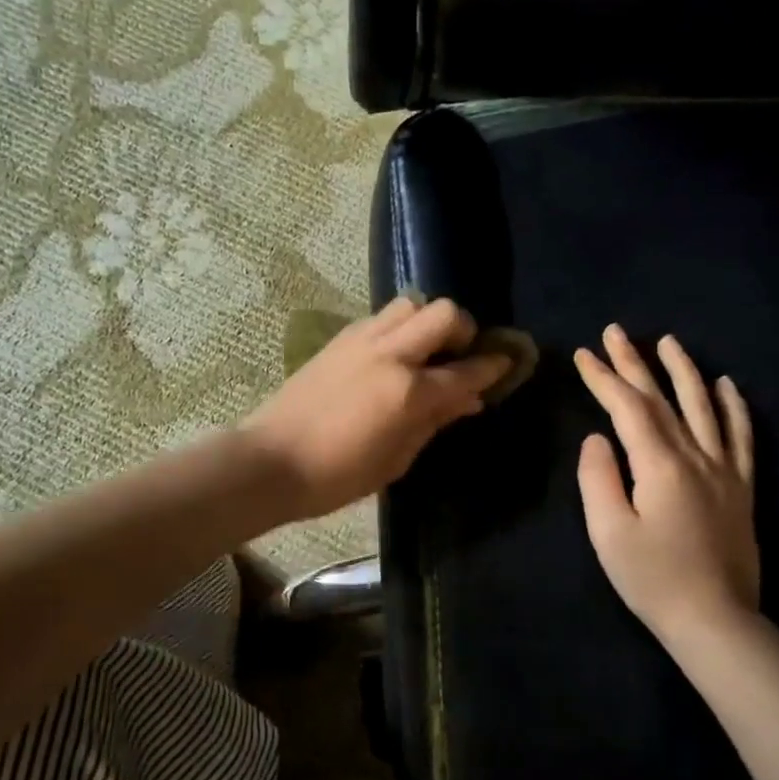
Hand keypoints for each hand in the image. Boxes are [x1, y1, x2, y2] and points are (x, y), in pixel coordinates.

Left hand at [242, 295, 510, 519]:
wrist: (271, 460)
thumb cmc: (338, 475)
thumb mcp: (397, 459)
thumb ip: (435, 422)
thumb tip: (468, 400)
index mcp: (409, 392)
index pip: (466, 370)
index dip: (493, 366)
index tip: (507, 363)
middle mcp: (390, 354)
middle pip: (444, 313)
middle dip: (463, 330)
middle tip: (460, 356)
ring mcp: (362, 340)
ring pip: (411, 304)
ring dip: (427, 322)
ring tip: (424, 352)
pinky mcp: (340, 339)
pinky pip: (381, 318)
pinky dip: (398, 328)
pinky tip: (392, 356)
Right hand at [575, 325, 759, 646]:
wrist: (715, 621)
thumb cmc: (652, 579)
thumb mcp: (609, 532)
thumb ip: (599, 478)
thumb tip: (598, 438)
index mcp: (659, 465)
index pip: (627, 407)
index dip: (603, 378)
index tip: (583, 354)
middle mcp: (695, 456)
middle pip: (662, 398)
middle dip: (634, 362)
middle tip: (615, 332)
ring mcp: (724, 469)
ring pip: (704, 406)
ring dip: (684, 370)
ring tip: (668, 341)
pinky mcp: (742, 486)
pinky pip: (741, 436)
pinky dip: (734, 407)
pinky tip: (726, 385)